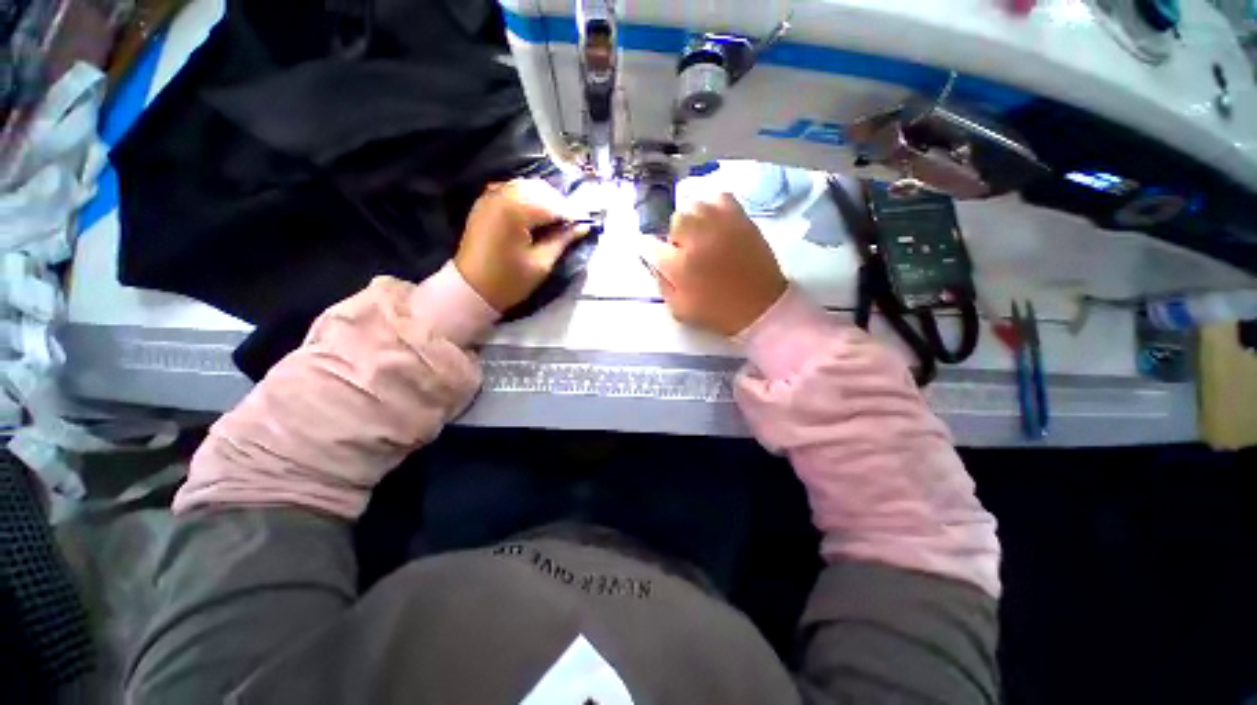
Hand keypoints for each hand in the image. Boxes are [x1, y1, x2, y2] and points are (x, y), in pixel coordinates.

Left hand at [455, 179, 588, 311]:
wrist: (470, 289)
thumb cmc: (508, 281)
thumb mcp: (541, 264)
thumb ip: (562, 241)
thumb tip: (582, 227)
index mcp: (515, 210)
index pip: (554, 204)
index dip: (572, 214)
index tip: (585, 225)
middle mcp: (502, 194)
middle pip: (541, 189)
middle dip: (559, 204)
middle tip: (571, 225)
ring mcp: (491, 195)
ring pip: (527, 187)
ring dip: (545, 200)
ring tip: (555, 222)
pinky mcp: (485, 202)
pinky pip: (513, 190)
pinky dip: (528, 198)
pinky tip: (535, 216)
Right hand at [652, 193, 787, 335]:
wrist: (760, 307)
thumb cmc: (717, 312)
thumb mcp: (679, 309)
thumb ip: (662, 285)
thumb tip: (655, 264)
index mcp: (680, 265)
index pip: (651, 246)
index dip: (652, 252)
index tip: (659, 258)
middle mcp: (697, 239)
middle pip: (674, 220)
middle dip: (675, 236)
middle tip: (684, 250)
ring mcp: (720, 225)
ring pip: (694, 205)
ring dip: (691, 219)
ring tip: (698, 234)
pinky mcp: (740, 218)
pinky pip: (719, 196)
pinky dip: (711, 204)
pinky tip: (712, 219)